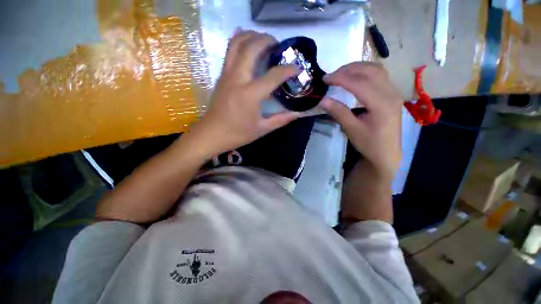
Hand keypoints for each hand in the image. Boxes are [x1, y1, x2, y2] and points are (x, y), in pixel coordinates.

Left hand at [189, 30, 300, 157]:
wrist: (212, 133)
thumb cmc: (238, 133)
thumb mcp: (262, 129)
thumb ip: (281, 119)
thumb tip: (297, 114)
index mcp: (251, 94)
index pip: (273, 75)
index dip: (288, 70)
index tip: (297, 68)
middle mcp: (238, 79)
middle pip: (252, 48)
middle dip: (268, 41)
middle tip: (278, 46)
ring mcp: (227, 74)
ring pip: (237, 43)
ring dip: (252, 36)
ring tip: (263, 40)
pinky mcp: (221, 75)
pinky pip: (229, 51)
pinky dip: (239, 41)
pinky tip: (247, 42)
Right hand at [320, 62, 401, 179]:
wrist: (386, 153)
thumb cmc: (369, 144)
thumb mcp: (352, 130)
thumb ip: (339, 112)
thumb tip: (323, 100)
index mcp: (382, 104)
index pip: (359, 83)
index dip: (340, 78)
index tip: (325, 79)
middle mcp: (391, 93)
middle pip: (369, 71)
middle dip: (348, 70)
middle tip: (331, 76)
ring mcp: (393, 92)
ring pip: (376, 69)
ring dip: (357, 68)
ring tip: (341, 74)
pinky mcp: (391, 94)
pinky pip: (379, 75)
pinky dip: (364, 72)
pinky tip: (355, 78)